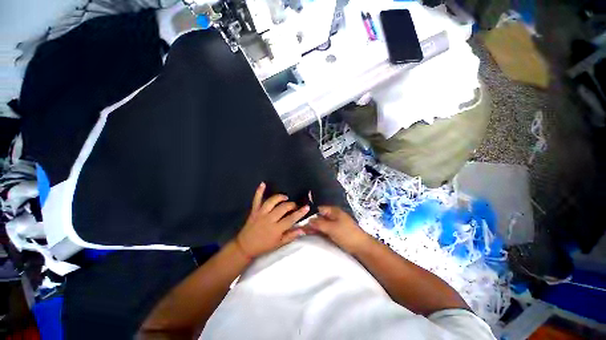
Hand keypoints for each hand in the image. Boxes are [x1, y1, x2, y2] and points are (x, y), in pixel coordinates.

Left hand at [235, 182, 308, 258]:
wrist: (245, 246)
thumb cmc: (264, 246)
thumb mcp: (279, 244)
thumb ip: (291, 236)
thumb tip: (303, 229)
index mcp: (276, 229)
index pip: (291, 219)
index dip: (300, 213)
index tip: (307, 207)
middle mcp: (269, 219)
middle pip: (282, 208)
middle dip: (291, 205)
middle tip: (294, 206)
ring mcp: (261, 214)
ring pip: (271, 202)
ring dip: (279, 197)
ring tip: (285, 197)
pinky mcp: (254, 211)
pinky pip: (256, 199)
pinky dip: (259, 191)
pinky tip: (263, 183)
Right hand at [307, 206, 370, 254]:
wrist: (361, 247)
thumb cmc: (347, 234)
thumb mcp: (331, 228)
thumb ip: (319, 223)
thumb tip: (308, 220)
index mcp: (333, 211)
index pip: (319, 209)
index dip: (311, 214)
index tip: (302, 220)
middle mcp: (333, 216)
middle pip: (319, 217)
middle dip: (311, 222)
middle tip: (301, 229)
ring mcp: (334, 224)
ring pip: (321, 224)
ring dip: (314, 228)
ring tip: (303, 233)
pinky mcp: (335, 232)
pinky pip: (325, 230)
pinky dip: (319, 232)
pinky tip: (312, 236)